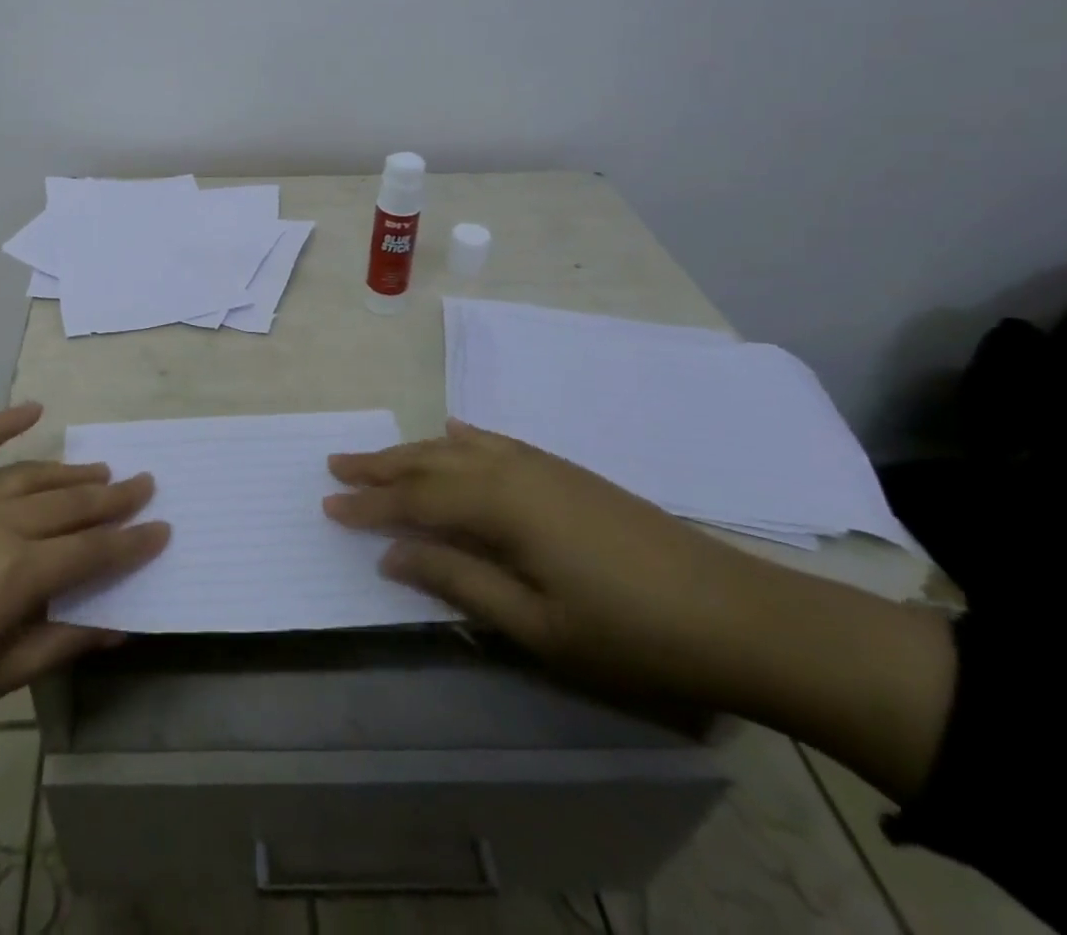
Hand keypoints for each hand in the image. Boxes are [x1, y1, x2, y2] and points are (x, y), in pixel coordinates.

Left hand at [0, 403, 168, 930]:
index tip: (163, 527)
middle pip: (68, 504)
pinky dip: (0, 423)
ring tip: (101, 469)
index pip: (91, 551)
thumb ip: (52, 646)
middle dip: (113, 496)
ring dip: (70, 472)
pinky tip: (31, 409)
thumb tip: (115, 626)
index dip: (131, 541)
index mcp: (14, 575)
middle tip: (145, 483)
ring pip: (29, 476)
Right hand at [324, 420, 954, 802]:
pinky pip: (499, 443)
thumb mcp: (535, 625)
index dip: (370, 503)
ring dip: (415, 451)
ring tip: (380, 456)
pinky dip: (466, 440)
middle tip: (336, 464)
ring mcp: (545, 466)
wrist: (739, 615)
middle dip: (382, 465)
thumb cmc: (629, 632)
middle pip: (432, 460)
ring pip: (461, 448)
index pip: (416, 498)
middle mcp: (514, 470)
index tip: (327, 505)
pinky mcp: (568, 472)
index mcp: (501, 505)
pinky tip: (456, 434)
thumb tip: (391, 553)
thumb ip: (457, 581)